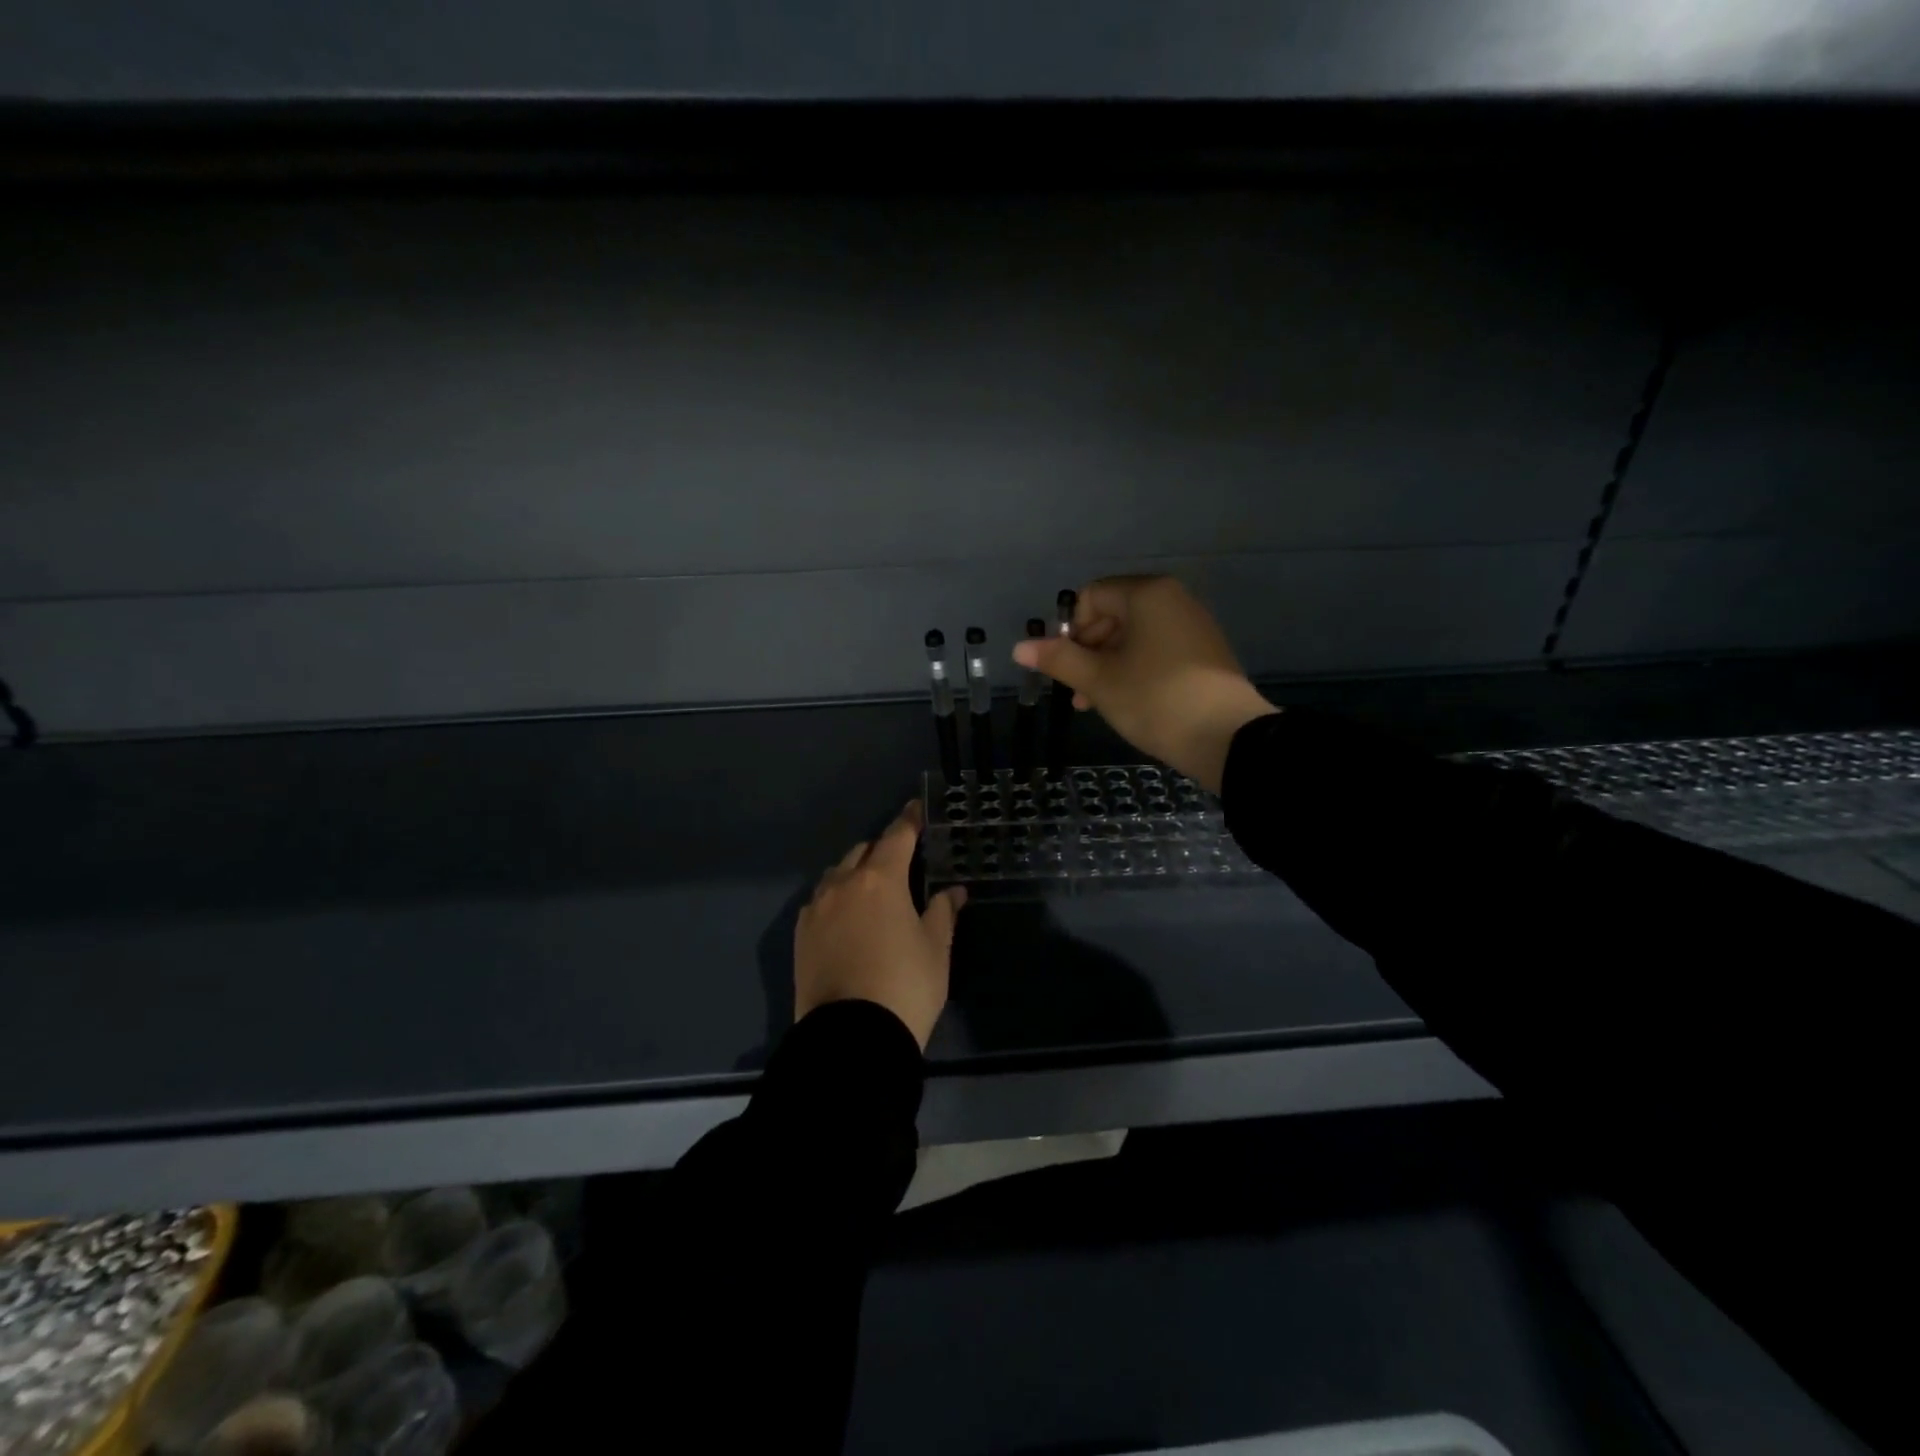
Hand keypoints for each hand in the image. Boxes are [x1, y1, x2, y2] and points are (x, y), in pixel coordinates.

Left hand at [794, 801, 966, 1049]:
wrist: (851, 1038)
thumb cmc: (905, 986)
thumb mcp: (935, 949)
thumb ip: (942, 912)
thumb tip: (953, 891)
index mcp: (880, 880)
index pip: (897, 837)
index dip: (910, 820)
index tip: (918, 808)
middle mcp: (842, 884)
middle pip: (863, 851)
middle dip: (882, 849)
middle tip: (902, 861)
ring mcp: (816, 909)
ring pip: (837, 874)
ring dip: (856, 872)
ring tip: (873, 889)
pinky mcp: (800, 936)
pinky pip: (820, 901)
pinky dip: (836, 897)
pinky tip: (847, 917)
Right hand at [1012, 576, 1276, 793]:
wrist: (1227, 739)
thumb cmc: (1155, 700)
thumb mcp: (1099, 681)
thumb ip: (1059, 660)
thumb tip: (1019, 647)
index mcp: (1147, 594)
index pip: (1091, 596)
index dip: (1071, 630)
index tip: (1069, 667)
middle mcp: (1173, 599)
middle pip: (1113, 613)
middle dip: (1088, 650)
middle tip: (1079, 690)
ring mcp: (1193, 626)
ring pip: (1134, 636)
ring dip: (1108, 665)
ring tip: (1097, 704)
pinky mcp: (1205, 652)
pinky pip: (1158, 649)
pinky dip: (1136, 669)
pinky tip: (1129, 702)